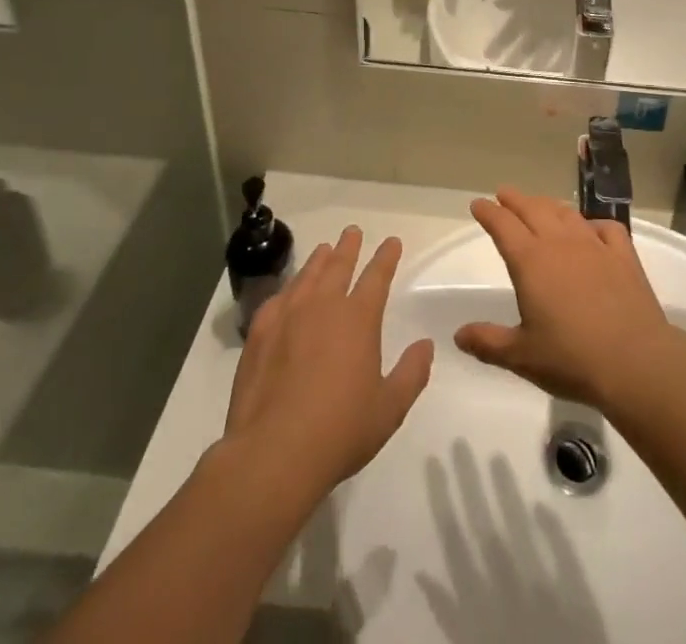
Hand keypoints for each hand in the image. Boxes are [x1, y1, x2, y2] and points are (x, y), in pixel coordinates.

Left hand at [224, 227, 433, 498]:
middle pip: (339, 265)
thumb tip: (426, 345)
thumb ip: (412, 373)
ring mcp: (287, 317)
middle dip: (349, 247)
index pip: (377, 276)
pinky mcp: (259, 334)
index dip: (386, 257)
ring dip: (319, 260)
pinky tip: (288, 292)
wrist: (273, 454)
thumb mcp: (389, 409)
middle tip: (352, 232)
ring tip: (324, 250)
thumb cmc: (339, 431)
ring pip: (307, 276)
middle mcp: (324, 306)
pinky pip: (277, 299)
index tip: (392, 242)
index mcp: (358, 319)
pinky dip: (288, 289)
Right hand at [454, 188, 685, 411]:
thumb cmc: (571, 359)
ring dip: (548, 205)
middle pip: (533, 210)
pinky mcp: (623, 255)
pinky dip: (593, 223)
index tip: (478, 204)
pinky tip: (591, 229)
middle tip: (504, 194)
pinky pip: (606, 227)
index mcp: (531, 261)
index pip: (503, 226)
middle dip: (515, 200)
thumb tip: (458, 334)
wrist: (635, 361)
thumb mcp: (521, 356)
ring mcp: (594, 245)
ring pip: (566, 213)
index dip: (488, 212)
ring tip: (540, 205)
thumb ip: (488, 342)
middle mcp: (560, 243)